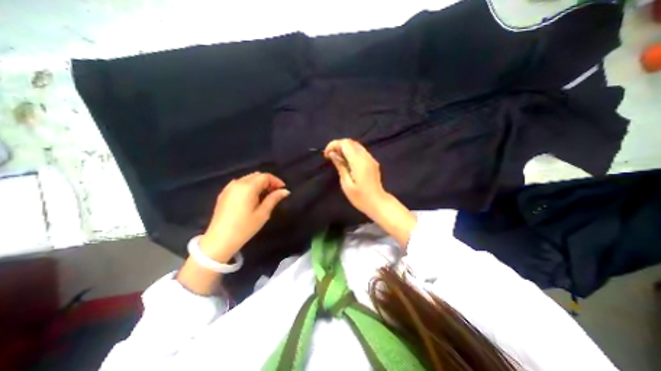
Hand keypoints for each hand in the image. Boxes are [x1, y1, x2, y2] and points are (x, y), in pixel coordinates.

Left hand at [197, 171, 288, 261]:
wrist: (219, 240)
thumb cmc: (245, 227)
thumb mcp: (263, 213)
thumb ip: (274, 199)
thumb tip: (285, 191)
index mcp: (248, 187)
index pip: (265, 176)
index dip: (276, 181)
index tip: (283, 189)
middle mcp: (238, 183)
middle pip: (256, 175)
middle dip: (268, 181)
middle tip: (275, 192)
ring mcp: (229, 188)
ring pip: (248, 178)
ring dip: (258, 183)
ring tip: (265, 195)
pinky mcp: (224, 193)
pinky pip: (240, 183)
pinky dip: (249, 186)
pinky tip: (251, 197)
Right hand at [325, 140, 387, 219]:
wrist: (378, 203)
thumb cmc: (360, 198)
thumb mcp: (346, 184)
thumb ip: (340, 166)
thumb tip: (333, 154)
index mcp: (359, 162)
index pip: (345, 143)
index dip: (333, 145)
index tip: (326, 154)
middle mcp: (366, 157)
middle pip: (351, 142)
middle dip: (338, 145)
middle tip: (331, 156)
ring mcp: (371, 159)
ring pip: (356, 145)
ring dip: (344, 148)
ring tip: (337, 159)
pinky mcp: (373, 162)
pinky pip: (360, 151)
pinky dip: (351, 152)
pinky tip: (347, 162)